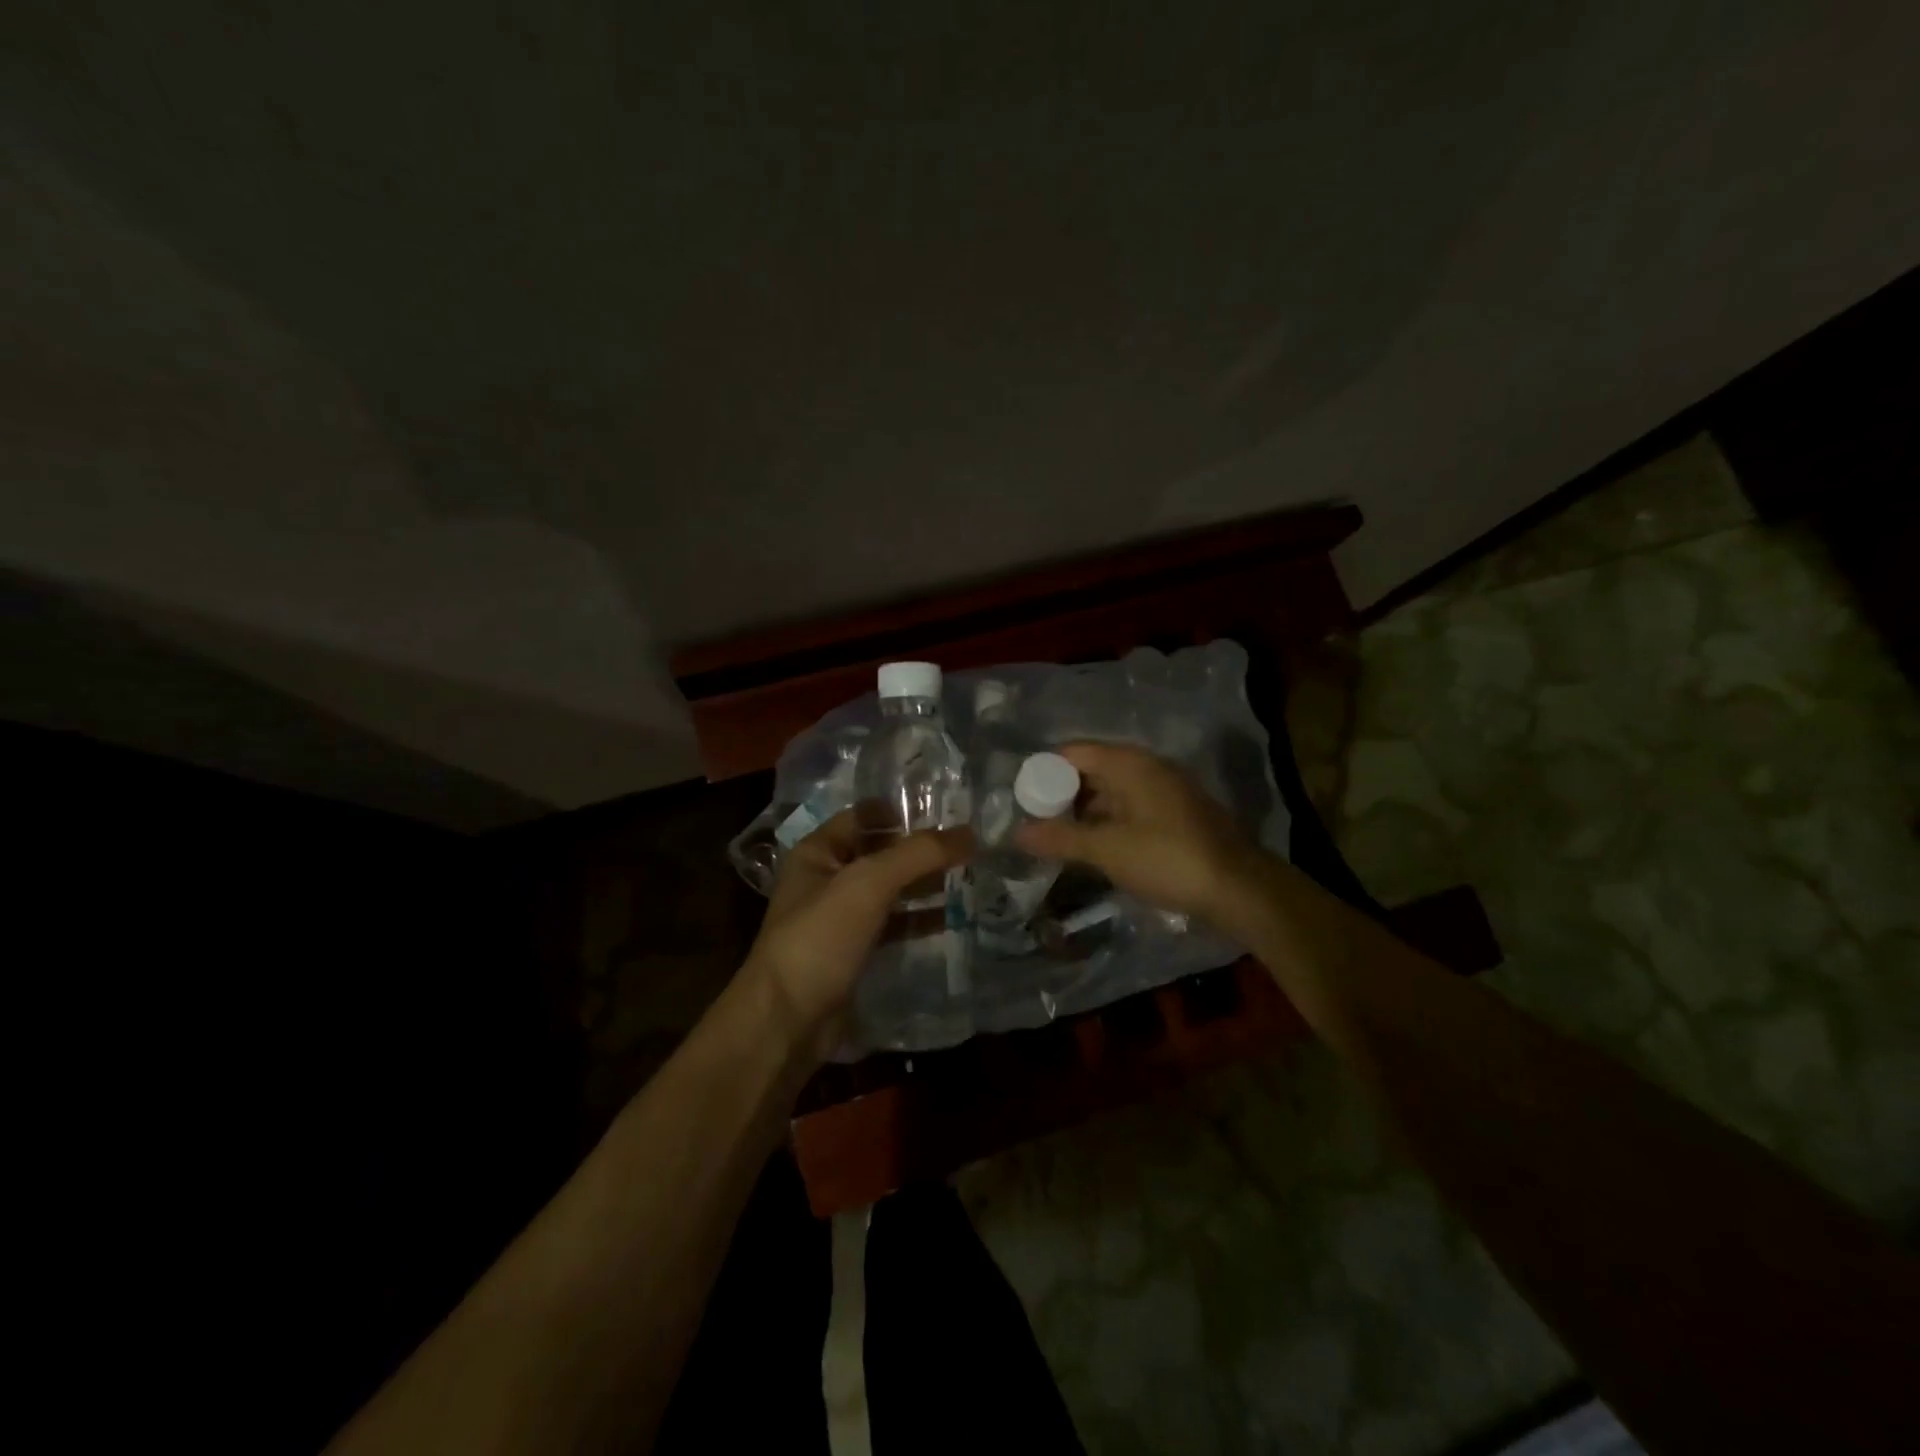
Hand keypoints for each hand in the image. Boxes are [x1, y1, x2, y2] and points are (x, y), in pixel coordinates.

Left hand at [743, 811, 972, 1061]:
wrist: (786, 1022)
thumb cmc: (820, 938)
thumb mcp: (868, 884)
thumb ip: (918, 855)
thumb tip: (971, 833)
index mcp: (818, 852)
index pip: (864, 816)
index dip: (902, 811)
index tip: (949, 811)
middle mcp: (826, 879)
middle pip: (881, 853)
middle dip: (921, 850)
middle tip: (970, 844)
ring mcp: (839, 919)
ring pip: (889, 891)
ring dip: (923, 884)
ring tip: (970, 875)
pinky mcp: (854, 953)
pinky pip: (892, 926)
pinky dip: (918, 920)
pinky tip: (952, 917)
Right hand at [1014, 742, 1268, 931]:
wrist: (1239, 889)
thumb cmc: (1167, 859)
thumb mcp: (1107, 850)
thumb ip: (1060, 839)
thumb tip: (1016, 833)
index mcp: (1129, 763)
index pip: (1073, 752)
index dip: (1044, 773)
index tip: (1023, 801)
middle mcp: (1148, 767)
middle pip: (1092, 770)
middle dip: (1063, 796)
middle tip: (1037, 825)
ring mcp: (1166, 790)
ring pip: (1113, 792)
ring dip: (1086, 813)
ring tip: (1060, 841)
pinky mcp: (1178, 814)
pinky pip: (1131, 808)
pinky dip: (1110, 823)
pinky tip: (1097, 849)